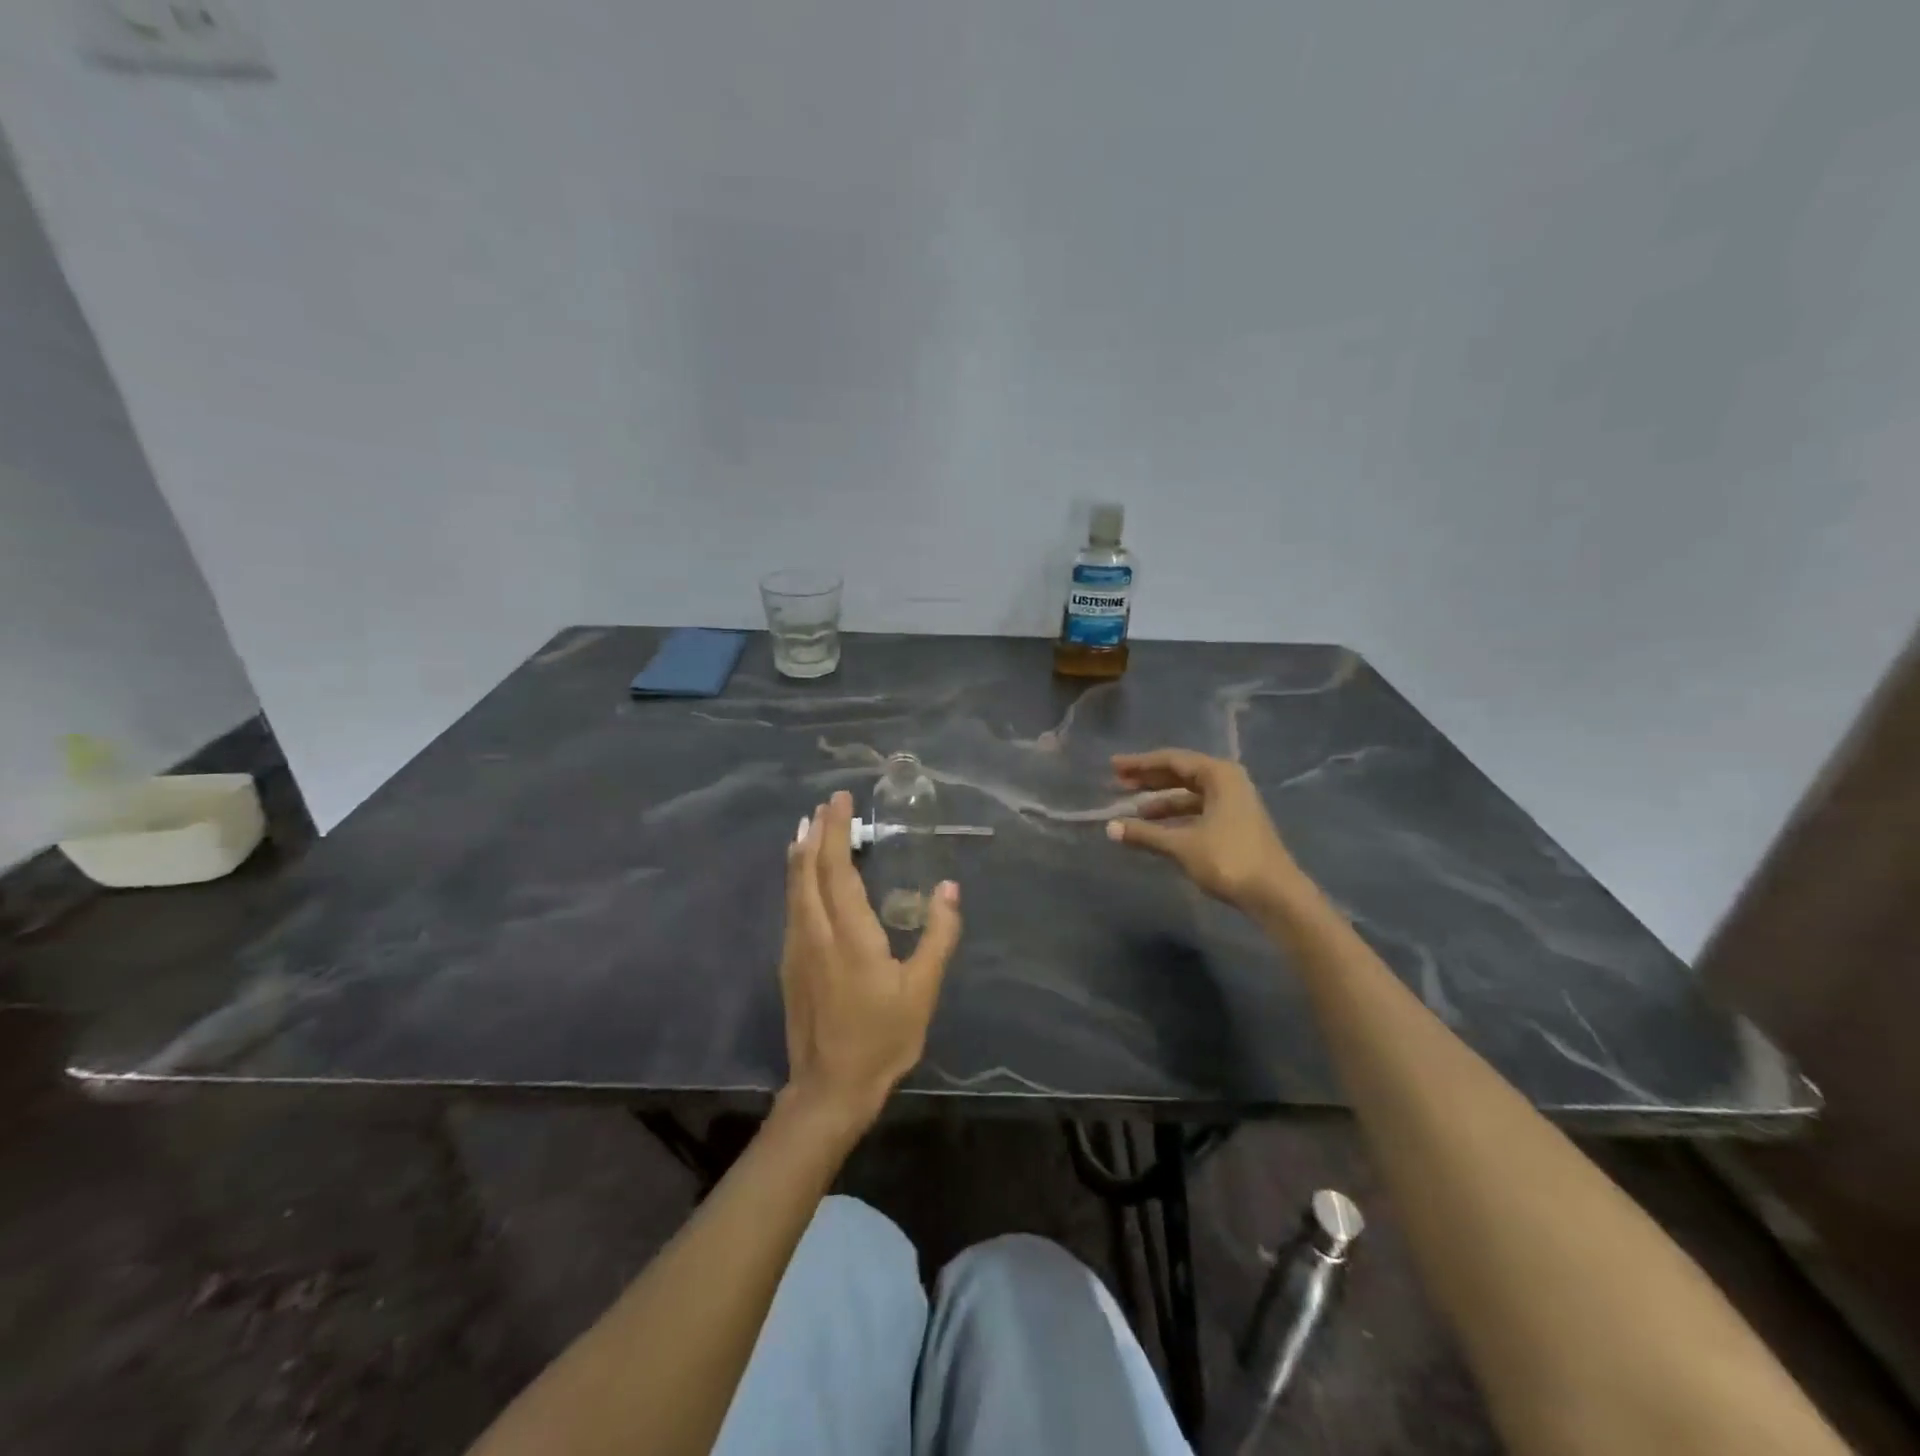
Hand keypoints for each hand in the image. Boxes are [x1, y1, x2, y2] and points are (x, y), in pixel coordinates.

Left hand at [779, 791, 961, 1132]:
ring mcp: (797, 948)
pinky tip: (803, 875)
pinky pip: (792, 906)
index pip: (838, 869)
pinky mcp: (789, 964)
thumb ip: (938, 936)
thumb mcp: (922, 990)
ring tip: (810, 827)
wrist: (830, 1088)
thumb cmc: (882, 1038)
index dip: (837, 831)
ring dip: (802, 853)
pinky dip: (797, 878)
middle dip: (817, 832)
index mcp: (849, 935)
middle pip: (808, 870)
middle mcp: (815, 932)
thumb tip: (948, 889)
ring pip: (794, 888)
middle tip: (826, 804)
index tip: (841, 800)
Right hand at [1107, 749, 1300, 910]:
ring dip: (1160, 801)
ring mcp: (1233, 804)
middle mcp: (1228, 782)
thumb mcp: (1182, 845)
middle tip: (1117, 782)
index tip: (1113, 766)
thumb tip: (1110, 828)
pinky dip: (1175, 816)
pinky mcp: (1234, 824)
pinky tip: (1155, 828)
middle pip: (1181, 773)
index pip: (1172, 760)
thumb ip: (1145, 833)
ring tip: (1131, 810)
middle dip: (1148, 779)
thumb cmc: (1229, 859)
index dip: (1140, 764)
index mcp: (1219, 775)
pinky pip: (1197, 810)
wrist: (1275, 895)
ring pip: (1189, 794)